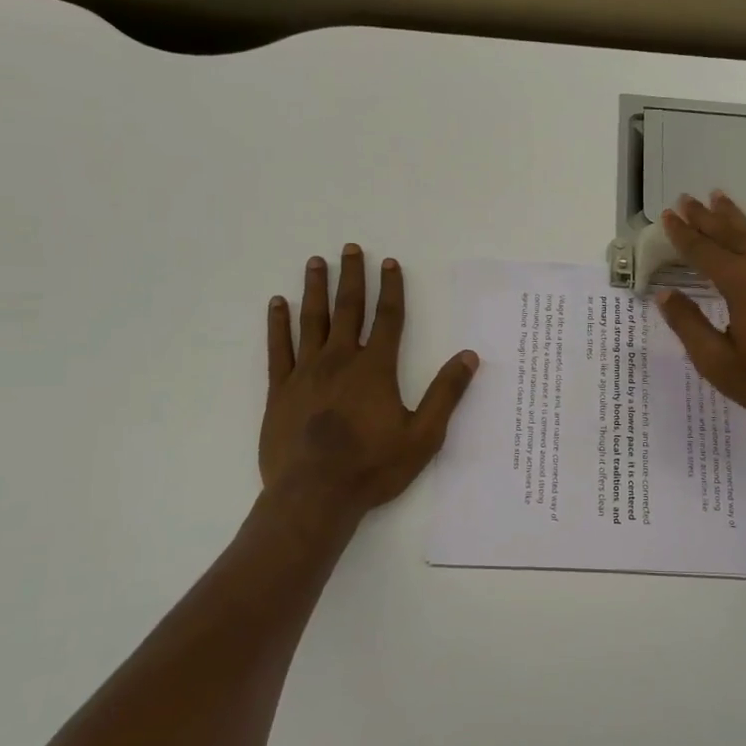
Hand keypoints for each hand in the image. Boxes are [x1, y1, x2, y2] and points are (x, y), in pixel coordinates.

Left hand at [261, 245, 478, 513]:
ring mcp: (306, 373)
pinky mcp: (280, 390)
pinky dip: (278, 324)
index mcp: (375, 368)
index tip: (390, 263)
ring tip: (316, 262)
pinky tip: (277, 304)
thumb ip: (446, 394)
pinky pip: (278, 348)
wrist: (314, 496)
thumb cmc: (373, 467)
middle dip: (352, 277)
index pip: (387, 318)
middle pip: (347, 309)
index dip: (391, 289)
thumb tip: (469, 357)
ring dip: (315, 289)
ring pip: (311, 320)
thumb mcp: (423, 435)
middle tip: (350, 249)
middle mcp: (340, 360)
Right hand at [655, 193, 745, 433]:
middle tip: (686, 198)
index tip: (668, 215)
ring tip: (718, 196)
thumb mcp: (718, 363)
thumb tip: (665, 295)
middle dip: (705, 217)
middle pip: (730, 234)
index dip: (683, 234)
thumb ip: (690, 325)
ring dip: (736, 216)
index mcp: (740, 285)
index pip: (704, 252)